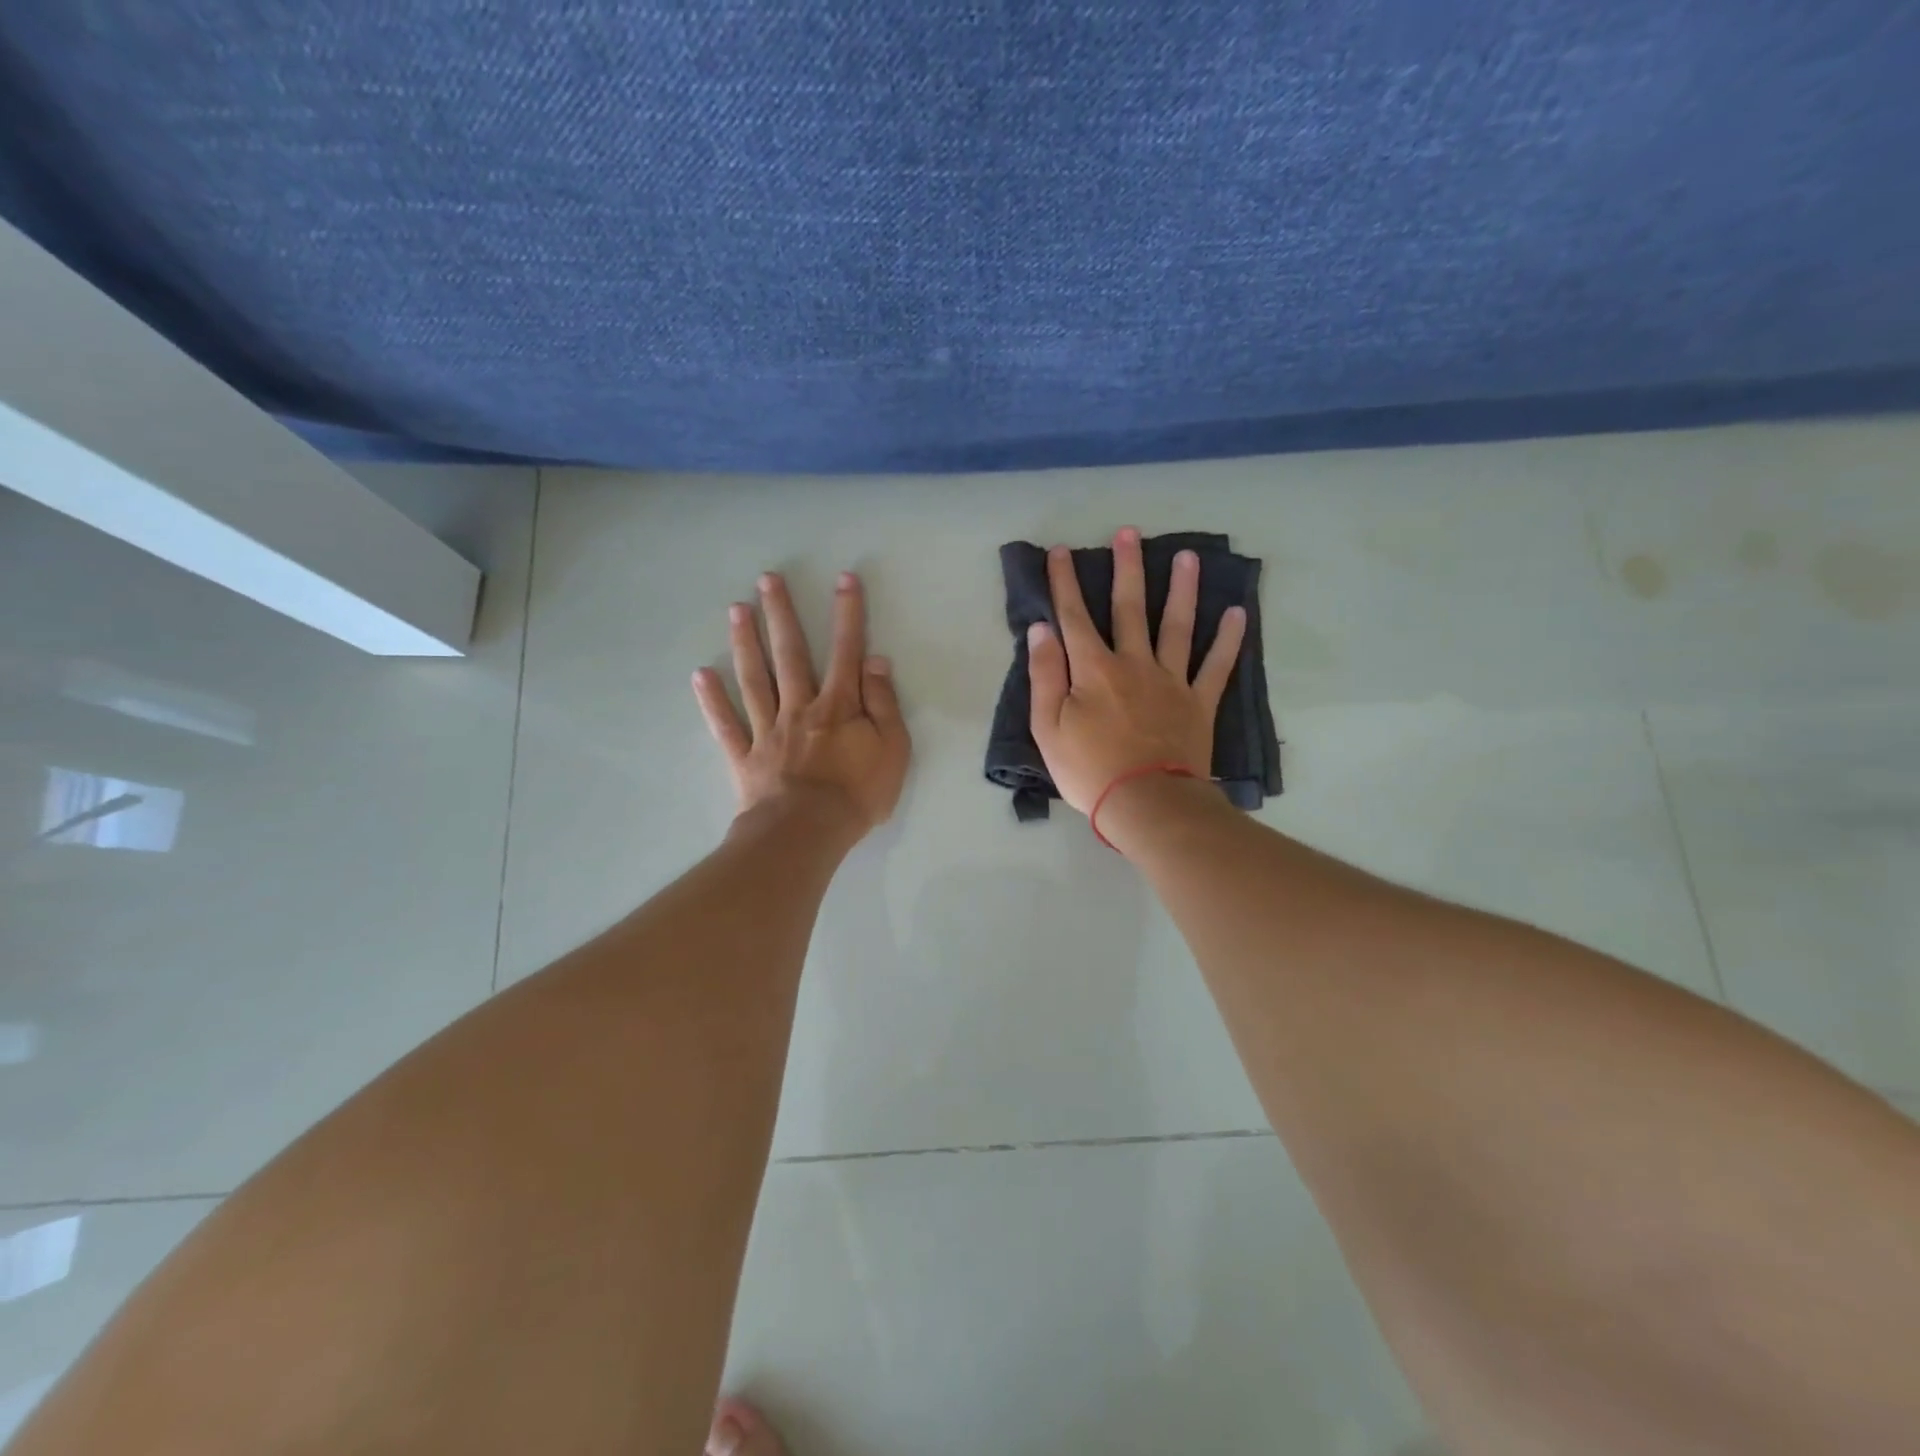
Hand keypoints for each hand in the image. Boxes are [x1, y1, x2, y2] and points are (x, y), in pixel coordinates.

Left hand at [692, 571, 909, 833]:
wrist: (807, 833)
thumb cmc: (857, 794)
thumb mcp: (892, 750)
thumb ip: (884, 704)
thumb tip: (876, 661)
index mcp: (838, 706)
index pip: (845, 651)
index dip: (848, 614)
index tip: (844, 579)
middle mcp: (799, 707)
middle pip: (790, 654)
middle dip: (781, 614)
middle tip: (767, 579)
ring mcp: (768, 730)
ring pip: (754, 679)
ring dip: (745, 642)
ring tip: (737, 609)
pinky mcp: (745, 756)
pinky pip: (726, 725)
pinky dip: (712, 700)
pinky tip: (700, 675)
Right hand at [1027, 527, 1246, 813]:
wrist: (1146, 803)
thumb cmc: (1089, 770)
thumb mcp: (1048, 727)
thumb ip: (1044, 675)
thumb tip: (1041, 629)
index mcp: (1093, 670)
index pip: (1074, 616)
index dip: (1065, 582)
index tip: (1060, 551)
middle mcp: (1133, 663)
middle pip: (1130, 608)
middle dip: (1127, 568)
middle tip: (1130, 532)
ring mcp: (1171, 681)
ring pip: (1177, 625)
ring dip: (1181, 589)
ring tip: (1188, 556)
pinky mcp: (1198, 702)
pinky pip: (1216, 665)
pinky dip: (1229, 639)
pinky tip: (1238, 613)